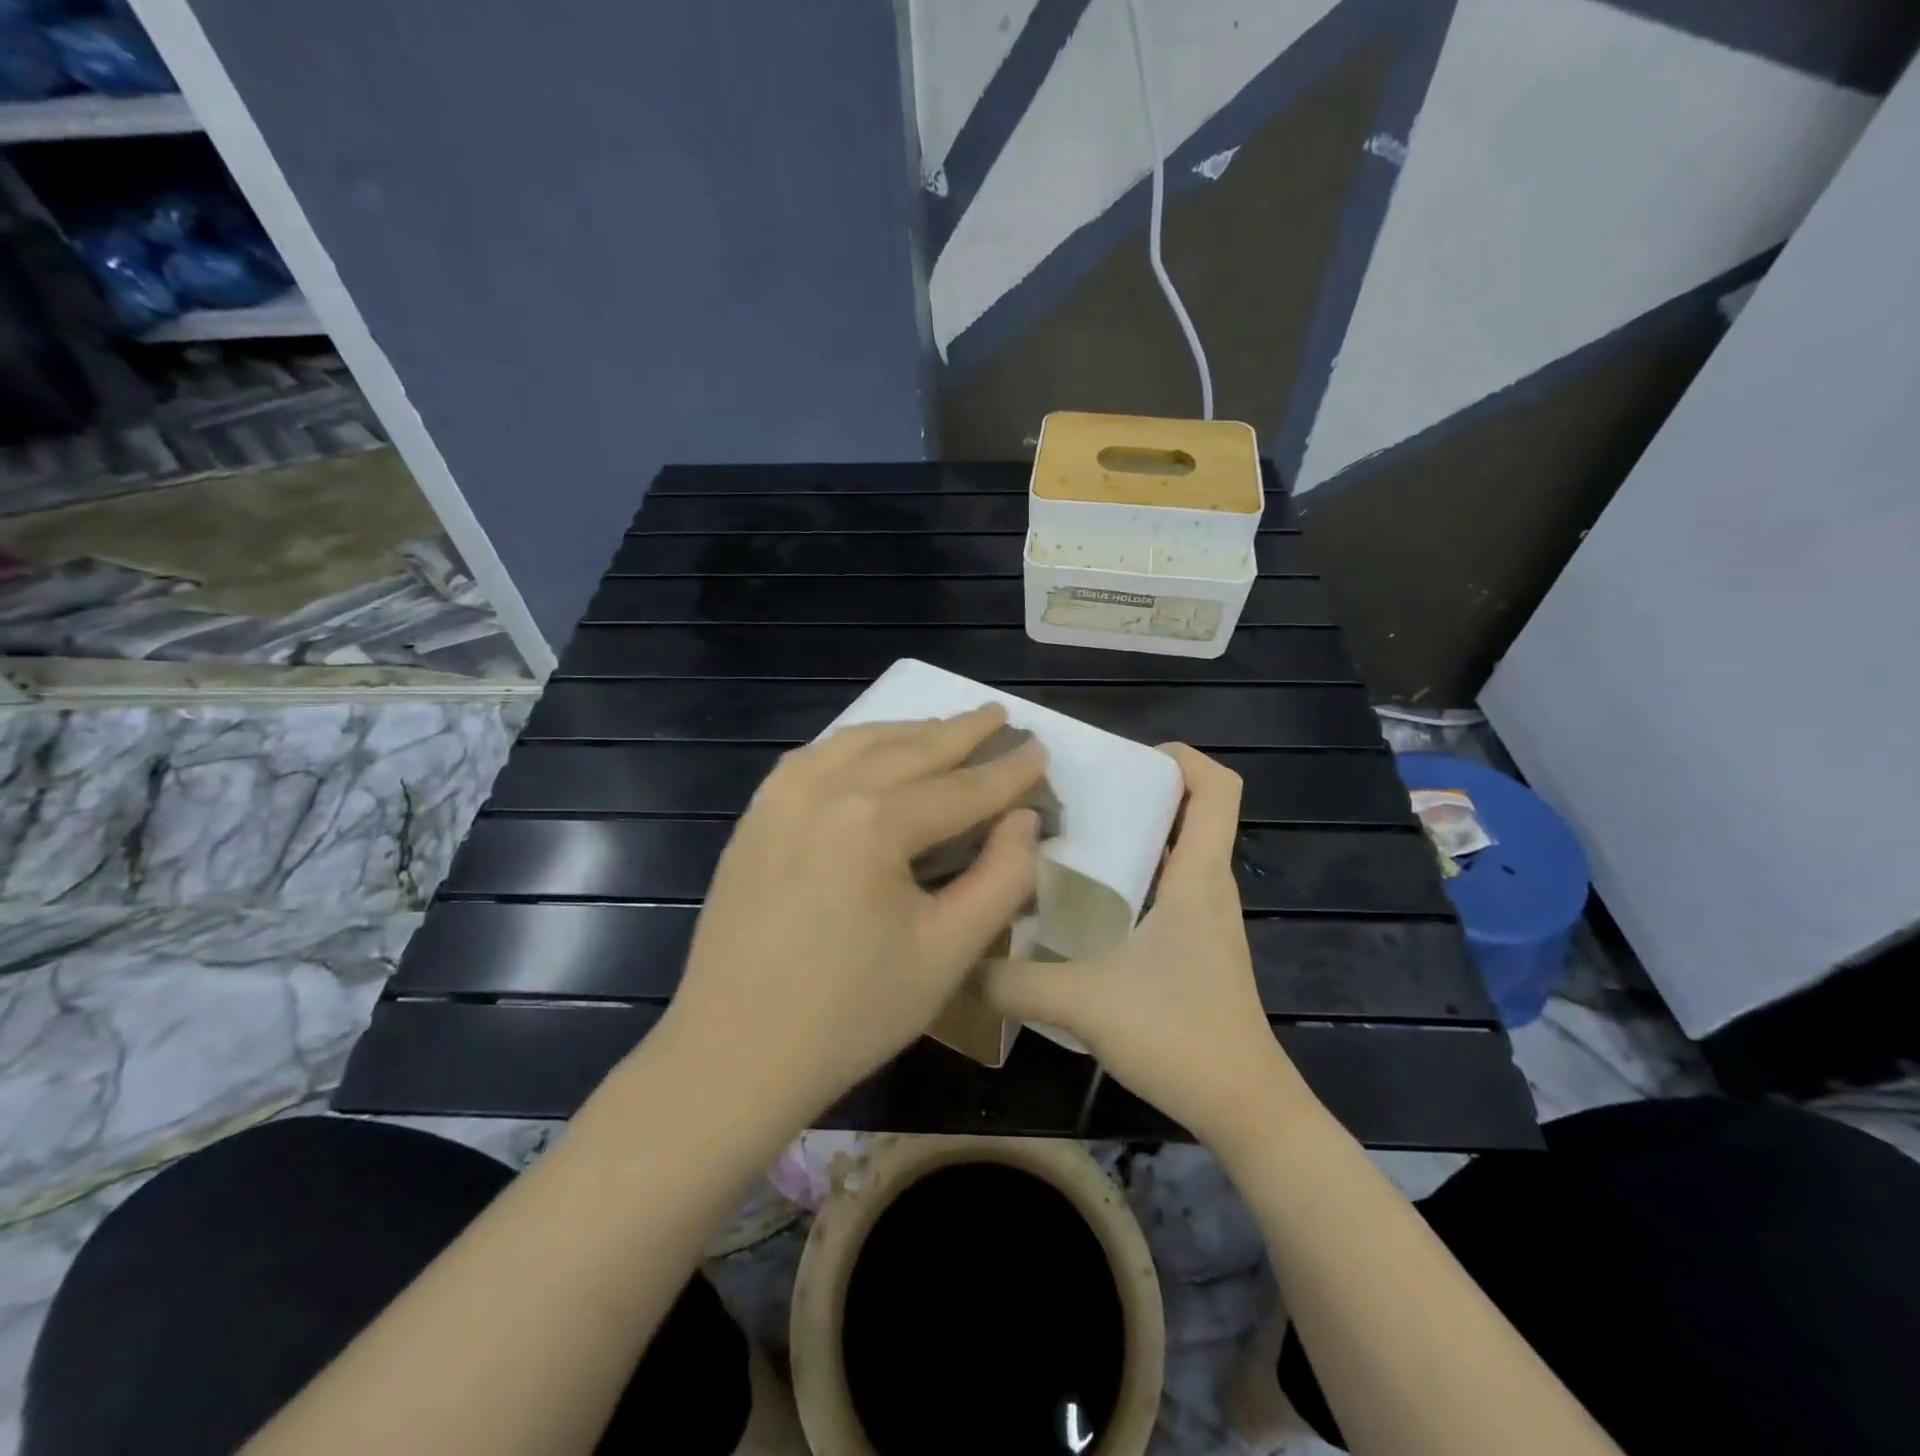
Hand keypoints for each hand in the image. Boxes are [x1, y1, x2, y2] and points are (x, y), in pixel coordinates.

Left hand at [660, 705, 1045, 1124]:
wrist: (733, 1053)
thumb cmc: (851, 1013)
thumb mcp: (947, 952)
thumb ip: (1001, 878)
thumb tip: (1025, 820)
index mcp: (874, 821)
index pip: (961, 787)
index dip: (1008, 772)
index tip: (1042, 750)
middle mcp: (825, 788)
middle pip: (911, 749)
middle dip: (962, 732)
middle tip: (999, 715)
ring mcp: (782, 796)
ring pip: (860, 743)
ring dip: (910, 732)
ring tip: (946, 727)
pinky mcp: (757, 815)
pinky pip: (816, 758)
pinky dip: (856, 745)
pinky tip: (871, 751)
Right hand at [985, 744, 1311, 1147]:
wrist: (1244, 1111)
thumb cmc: (1180, 1037)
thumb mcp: (1084, 1003)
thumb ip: (1013, 981)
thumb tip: (958, 960)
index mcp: (1197, 876)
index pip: (1218, 787)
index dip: (1182, 757)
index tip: (1123, 759)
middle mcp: (1207, 886)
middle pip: (1189, 810)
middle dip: (1135, 789)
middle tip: (1069, 794)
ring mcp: (1204, 918)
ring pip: (1173, 850)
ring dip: (1129, 833)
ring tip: (1062, 836)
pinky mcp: (1194, 946)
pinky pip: (1165, 885)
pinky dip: (1130, 873)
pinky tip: (1079, 900)